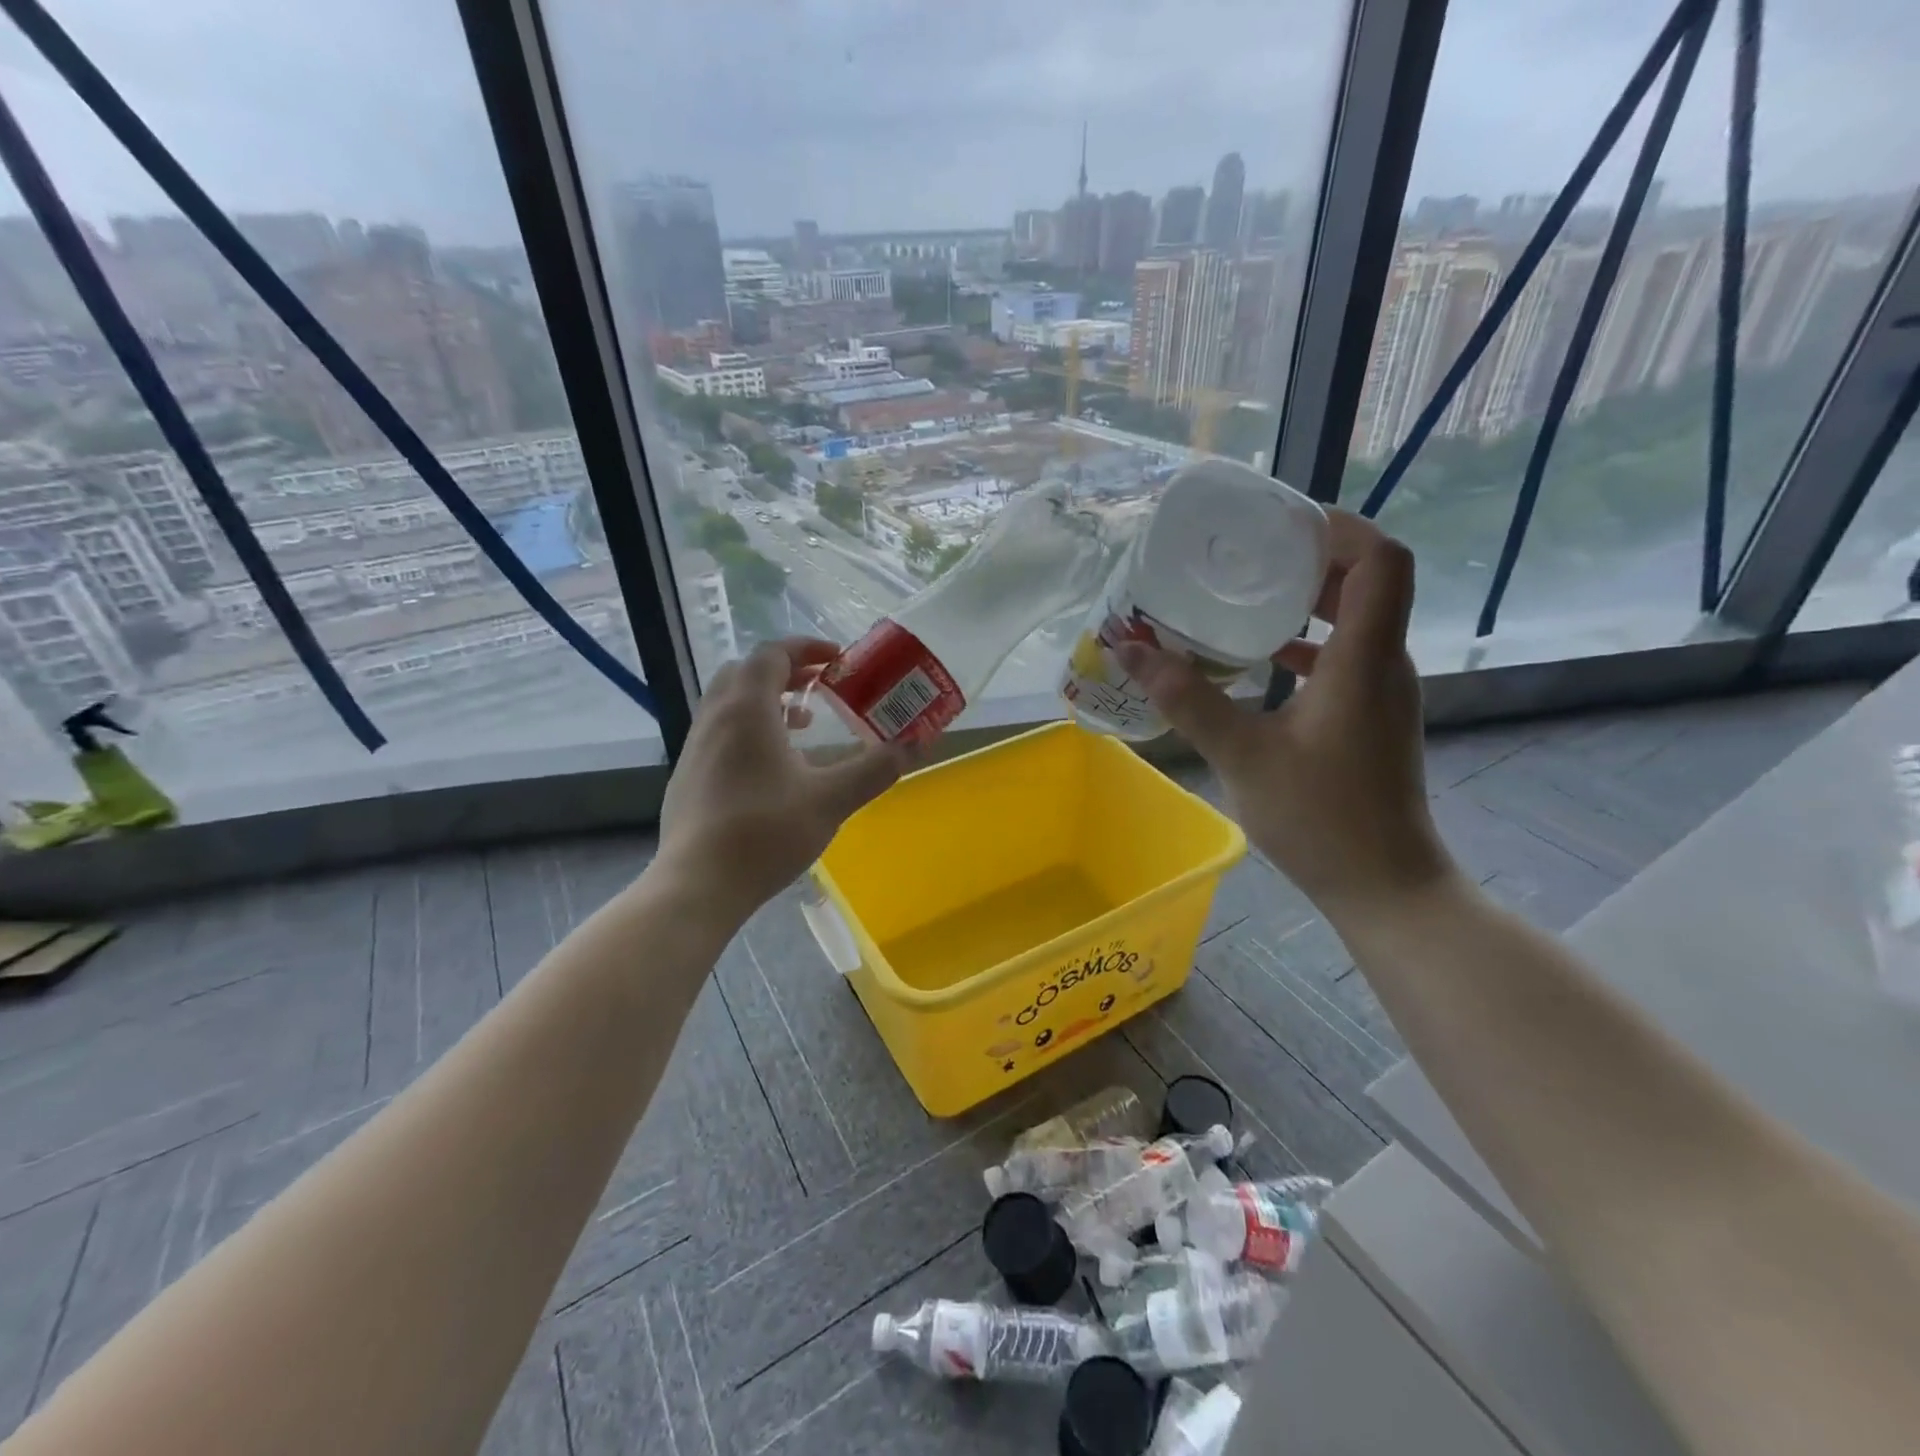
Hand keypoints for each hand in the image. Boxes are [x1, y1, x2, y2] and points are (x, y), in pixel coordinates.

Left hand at [658, 638, 910, 923]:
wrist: (697, 885)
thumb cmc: (765, 833)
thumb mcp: (831, 800)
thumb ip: (875, 768)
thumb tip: (916, 744)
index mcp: (747, 710)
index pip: (772, 654)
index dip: (807, 649)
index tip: (839, 661)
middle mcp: (715, 717)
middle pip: (747, 671)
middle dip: (786, 670)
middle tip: (821, 686)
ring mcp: (695, 746)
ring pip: (730, 702)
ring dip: (767, 700)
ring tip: (804, 723)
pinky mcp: (688, 774)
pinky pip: (720, 730)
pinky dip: (749, 727)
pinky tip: (773, 766)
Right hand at [1115, 511, 1453, 916]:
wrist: (1384, 885)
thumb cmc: (1319, 817)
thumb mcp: (1241, 753)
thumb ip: (1186, 698)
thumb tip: (1129, 650)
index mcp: (1364, 659)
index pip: (1380, 560)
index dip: (1338, 528)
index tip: (1279, 523)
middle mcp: (1384, 663)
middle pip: (1368, 580)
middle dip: (1311, 557)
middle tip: (1248, 553)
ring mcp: (1382, 691)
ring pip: (1358, 618)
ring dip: (1308, 600)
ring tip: (1246, 594)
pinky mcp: (1372, 716)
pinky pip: (1345, 654)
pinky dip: (1307, 642)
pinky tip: (1261, 658)